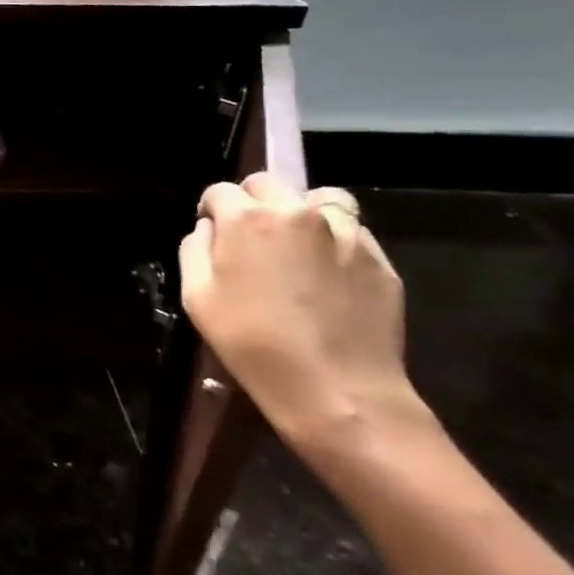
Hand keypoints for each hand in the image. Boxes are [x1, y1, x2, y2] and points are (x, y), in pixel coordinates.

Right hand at [178, 172, 426, 460]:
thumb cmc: (252, 344)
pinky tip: (328, 273)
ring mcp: (345, 232)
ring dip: (301, 211)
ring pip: (319, 198)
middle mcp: (296, 213)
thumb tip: (208, 229)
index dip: (212, 209)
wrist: (337, 390)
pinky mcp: (378, 259)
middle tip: (251, 237)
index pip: (221, 191)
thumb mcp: (197, 298)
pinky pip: (352, 231)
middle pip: (268, 183)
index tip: (214, 232)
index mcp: (247, 219)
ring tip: (297, 244)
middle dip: (253, 202)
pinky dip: (336, 239)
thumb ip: (195, 250)